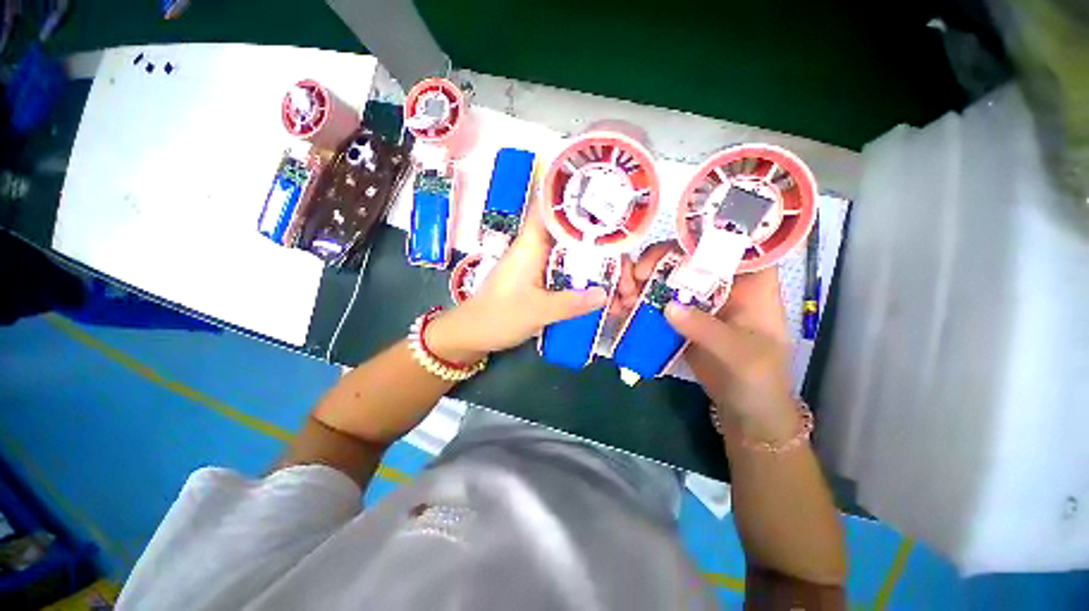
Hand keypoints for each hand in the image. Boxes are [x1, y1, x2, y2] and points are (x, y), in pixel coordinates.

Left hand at [428, 201, 606, 360]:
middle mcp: (534, 249)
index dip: (574, 198)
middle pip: (568, 233)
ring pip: (569, 252)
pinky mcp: (536, 278)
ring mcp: (535, 264)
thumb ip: (570, 303)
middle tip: (624, 251)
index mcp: (530, 245)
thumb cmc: (498, 317)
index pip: (549, 208)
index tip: (604, 198)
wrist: (473, 334)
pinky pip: (563, 269)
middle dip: (596, 239)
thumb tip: (604, 294)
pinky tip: (598, 285)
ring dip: (591, 260)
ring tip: (618, 271)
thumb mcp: (537, 311)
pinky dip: (580, 275)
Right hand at [628, 242, 796, 438]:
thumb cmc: (758, 377)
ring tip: (624, 296)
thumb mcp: (740, 354)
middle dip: (657, 260)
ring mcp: (698, 298)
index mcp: (751, 280)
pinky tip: (623, 307)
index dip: (698, 236)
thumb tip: (668, 307)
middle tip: (635, 276)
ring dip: (642, 280)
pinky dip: (638, 299)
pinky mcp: (680, 314)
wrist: (745, 406)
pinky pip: (656, 298)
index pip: (728, 242)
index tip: (667, 252)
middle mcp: (722, 281)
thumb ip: (706, 329)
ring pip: (666, 275)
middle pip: (687, 254)